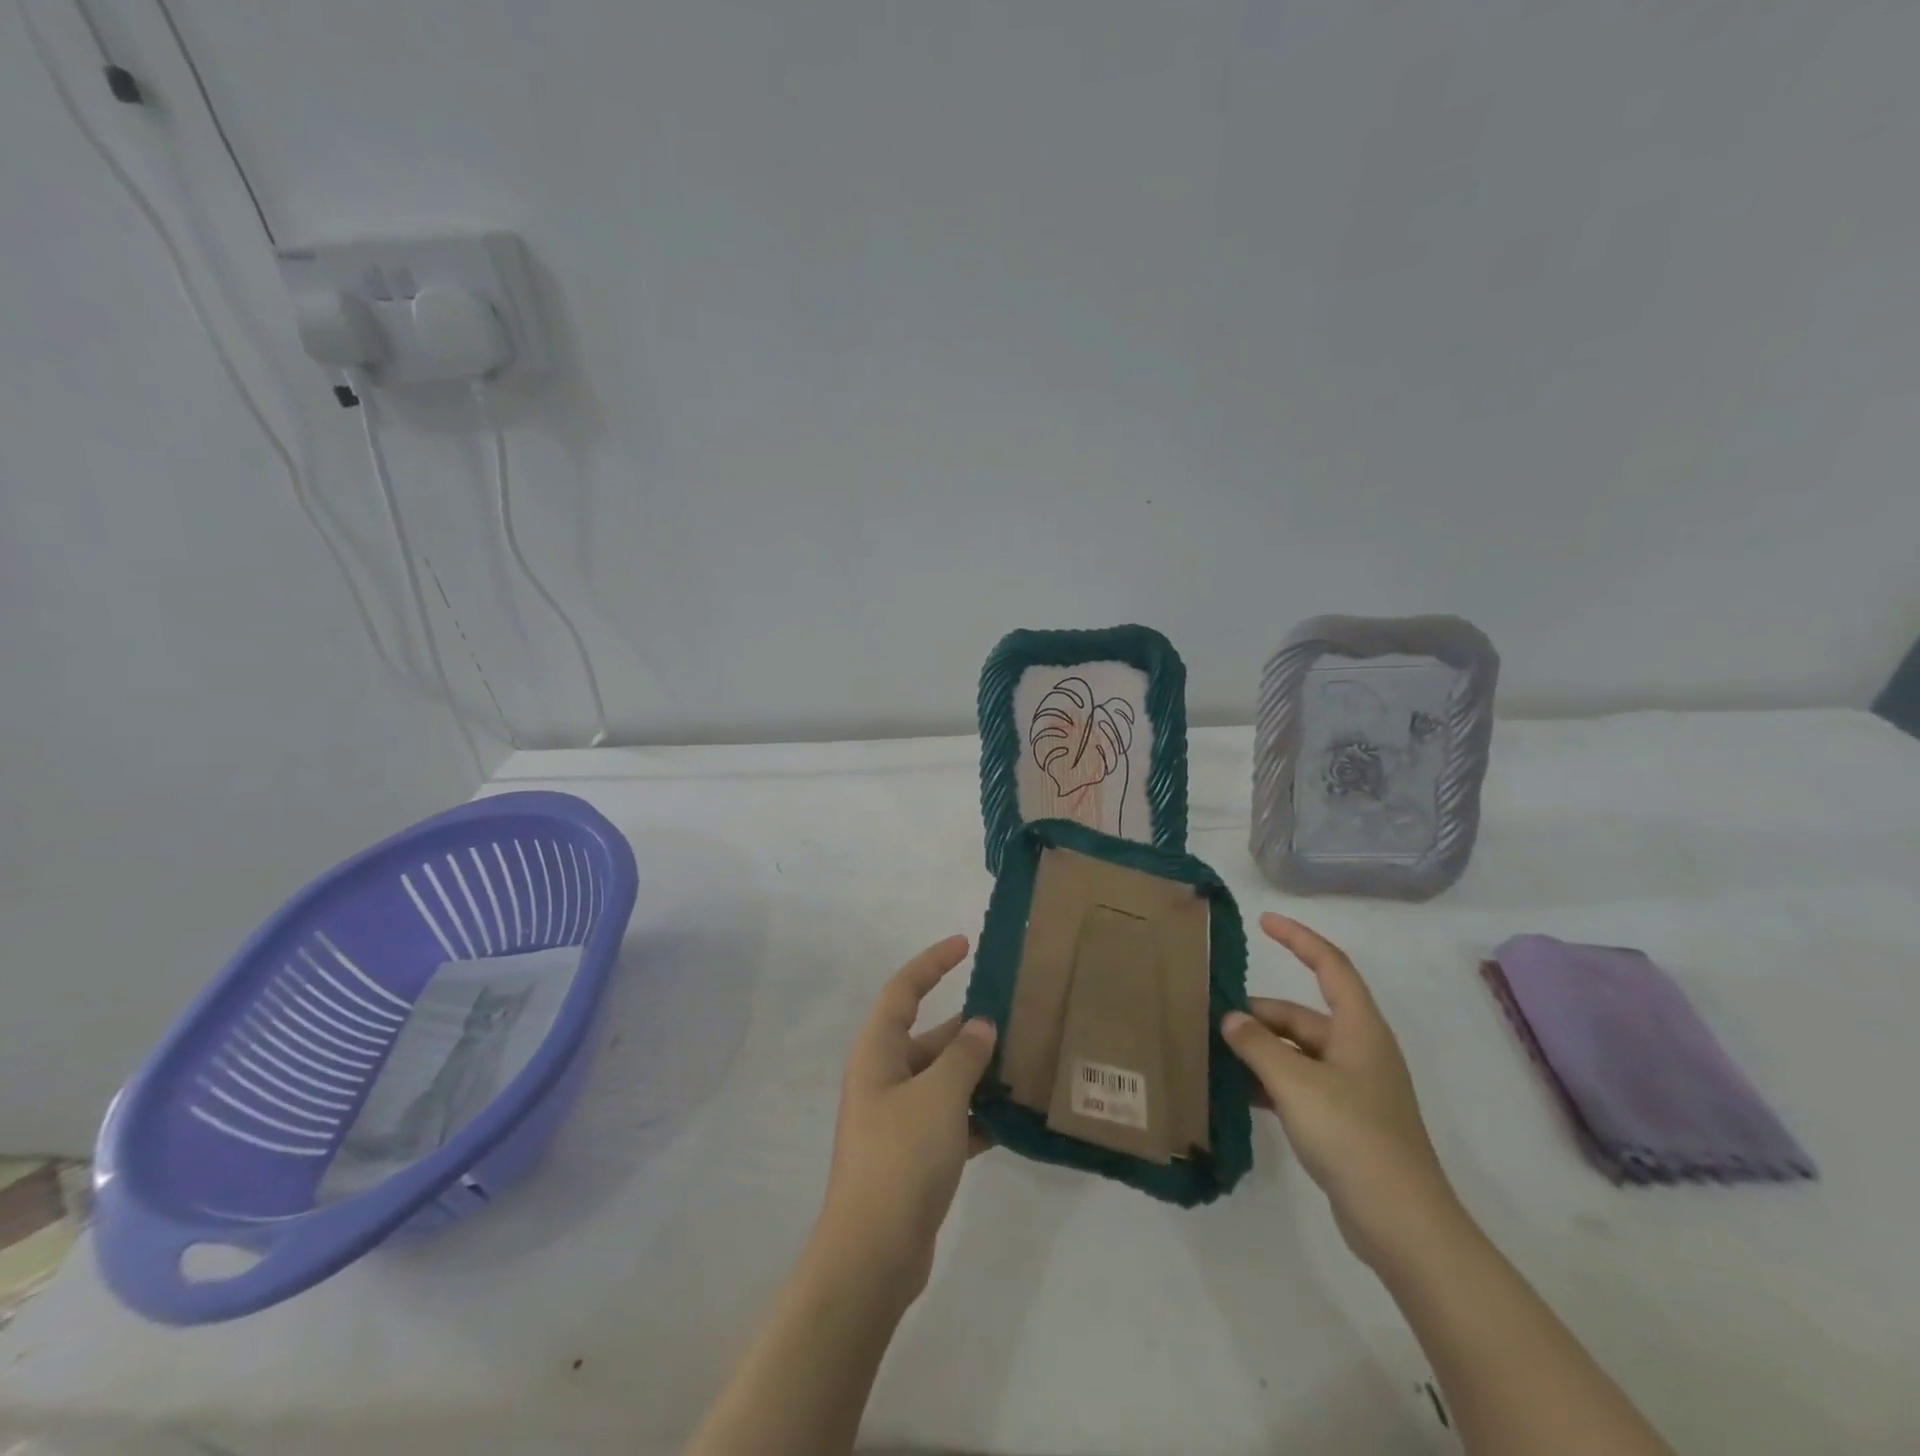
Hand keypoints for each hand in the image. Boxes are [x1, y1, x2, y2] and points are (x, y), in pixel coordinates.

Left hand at [817, 935, 997, 1297]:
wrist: (874, 1253)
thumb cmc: (902, 1155)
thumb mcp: (940, 1094)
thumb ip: (964, 1055)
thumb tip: (981, 1025)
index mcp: (878, 1051)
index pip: (904, 989)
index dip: (933, 962)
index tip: (965, 945)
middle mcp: (884, 1077)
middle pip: (929, 1036)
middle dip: (969, 1028)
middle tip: (1016, 1017)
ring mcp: (897, 1118)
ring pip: (943, 1079)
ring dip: (978, 1073)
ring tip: (1024, 1064)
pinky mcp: (913, 1154)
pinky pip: (949, 1119)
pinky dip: (976, 1115)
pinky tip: (1012, 1119)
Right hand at [1222, 913, 1459, 1267]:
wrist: (1403, 1224)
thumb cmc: (1353, 1136)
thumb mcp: (1296, 1084)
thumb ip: (1257, 1046)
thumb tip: (1230, 1019)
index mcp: (1359, 1030)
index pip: (1330, 966)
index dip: (1299, 939)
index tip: (1264, 922)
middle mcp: (1358, 1051)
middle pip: (1303, 1015)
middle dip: (1260, 1015)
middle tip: (1213, 1020)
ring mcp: (1353, 1088)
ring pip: (1297, 1052)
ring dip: (1261, 1050)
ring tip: (1216, 1054)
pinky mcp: (1345, 1120)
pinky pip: (1299, 1084)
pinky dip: (1270, 1082)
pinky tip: (1238, 1093)